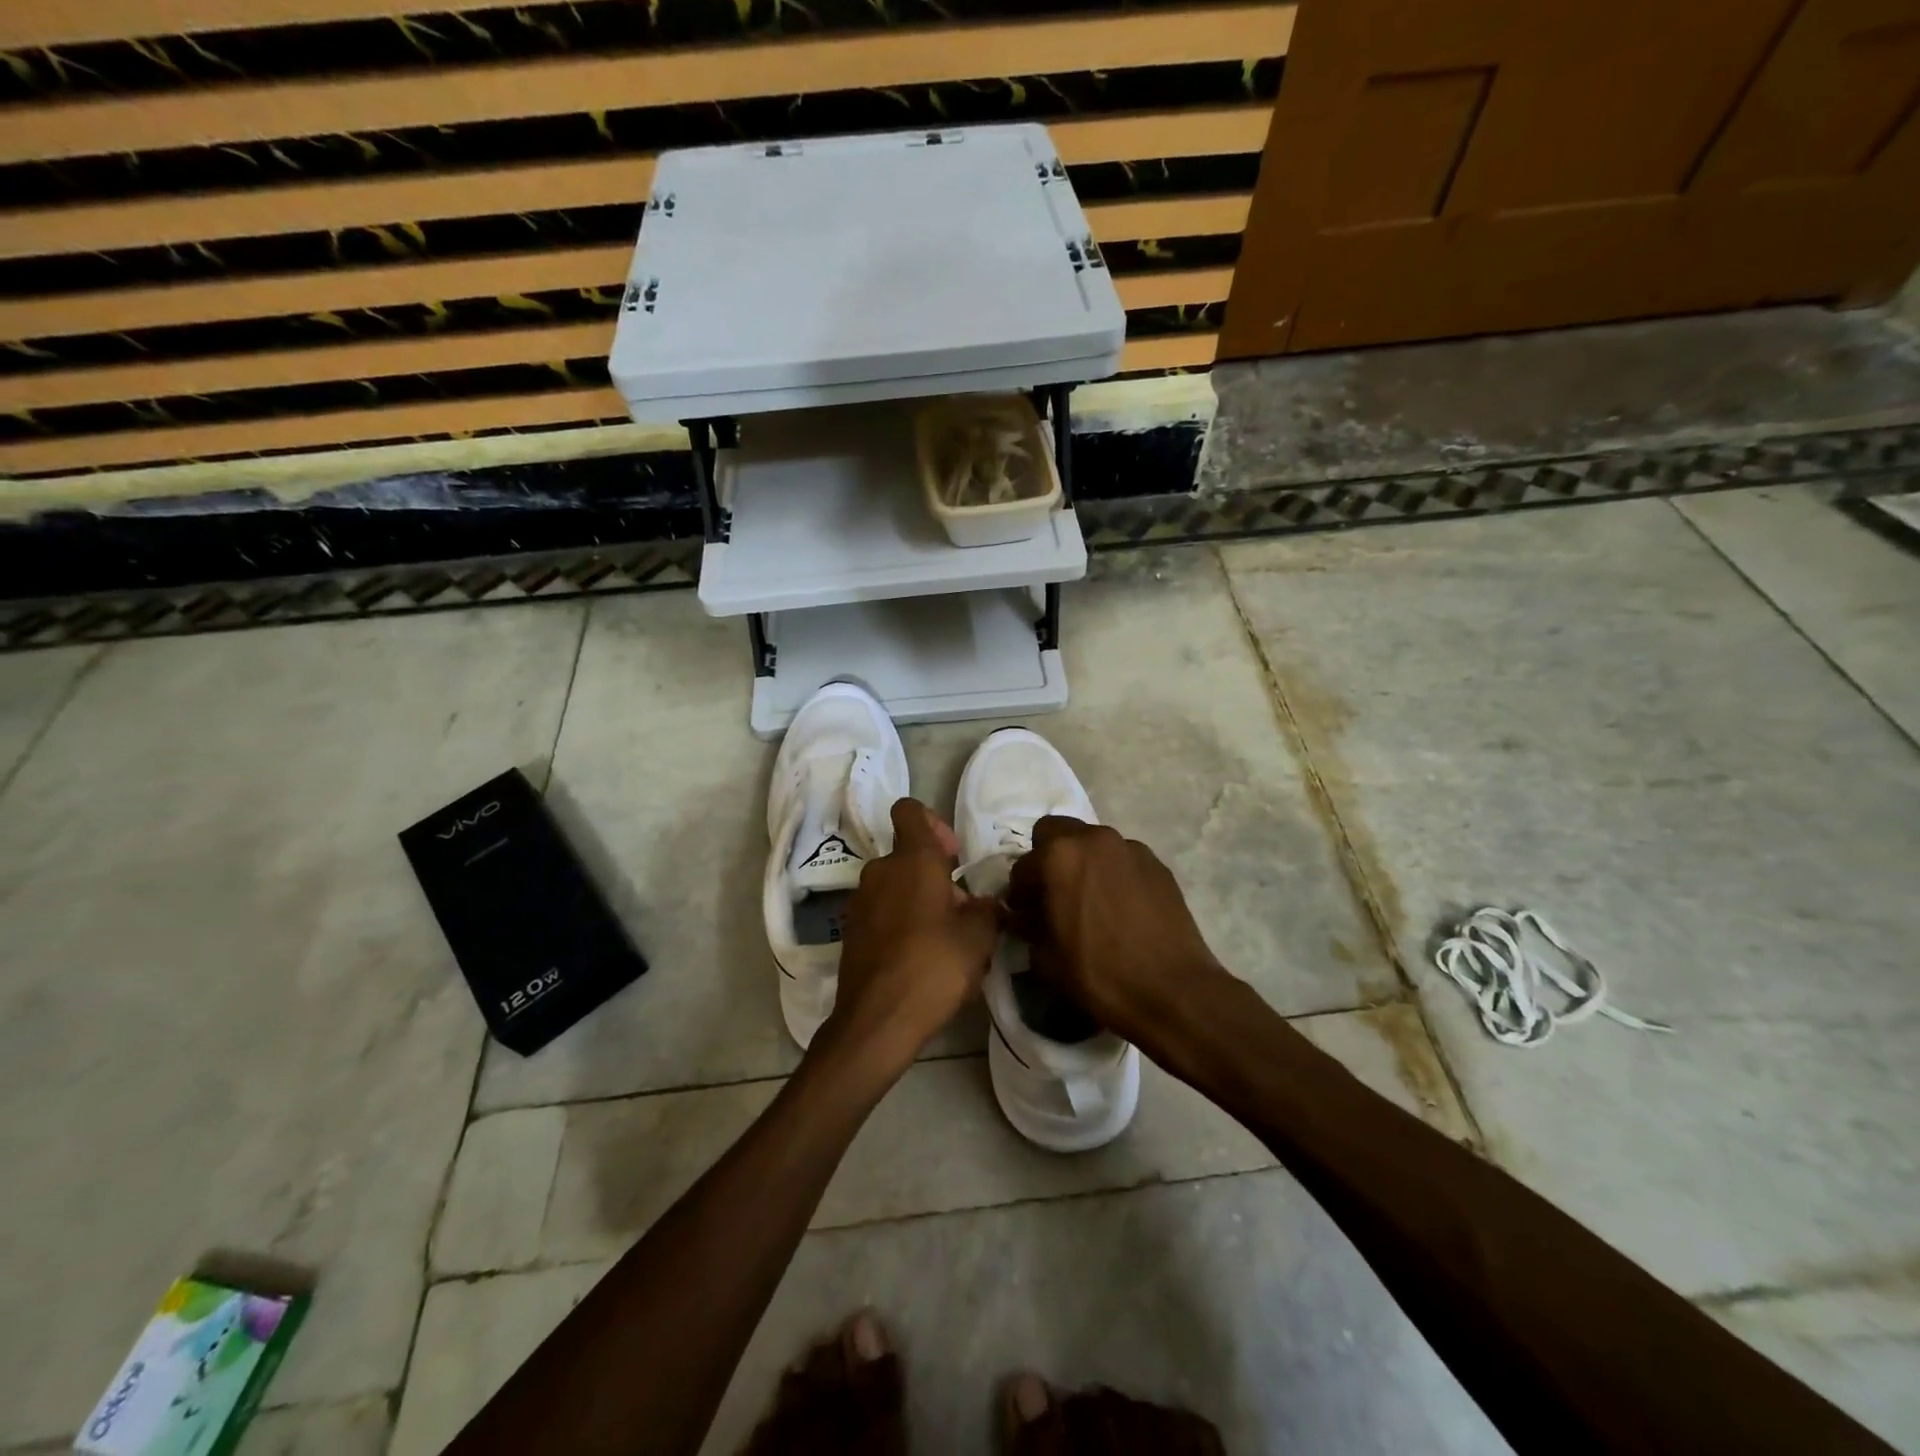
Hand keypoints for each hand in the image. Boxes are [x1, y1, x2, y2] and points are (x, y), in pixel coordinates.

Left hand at [814, 799, 1001, 1082]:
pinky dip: (901, 921)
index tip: (953, 856)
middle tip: (963, 912)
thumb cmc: (934, 967)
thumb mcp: (979, 938)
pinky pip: (882, 911)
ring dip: (920, 899)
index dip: (933, 823)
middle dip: (937, 874)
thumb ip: (988, 910)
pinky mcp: (851, 930)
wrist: (877, 1021)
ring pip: (896, 884)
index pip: (910, 810)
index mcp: (912, 860)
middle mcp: (880, 870)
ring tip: (946, 939)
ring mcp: (860, 901)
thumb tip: (988, 903)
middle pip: (908, 854)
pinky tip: (920, 956)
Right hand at [1004, 816, 1224, 1048]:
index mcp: (1059, 856)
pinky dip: (1113, 875)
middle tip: (1053, 894)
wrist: (1173, 992)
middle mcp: (1094, 839)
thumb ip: (1028, 926)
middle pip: (1057, 832)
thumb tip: (1023, 916)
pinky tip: (1120, 908)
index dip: (1019, 893)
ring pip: (1093, 844)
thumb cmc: (1099, 974)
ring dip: (1083, 864)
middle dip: (1048, 858)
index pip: (1023, 866)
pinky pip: (1122, 860)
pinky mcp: (1157, 864)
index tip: (1024, 914)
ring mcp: (1130, 848)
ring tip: (1089, 901)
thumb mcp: (1046, 957)